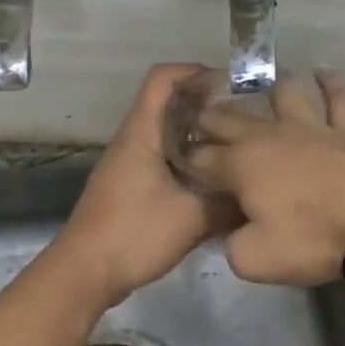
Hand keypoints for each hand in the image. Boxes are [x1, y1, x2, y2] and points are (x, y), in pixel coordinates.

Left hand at [55, 64, 222, 306]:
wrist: (85, 273)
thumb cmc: (134, 235)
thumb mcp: (192, 218)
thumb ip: (228, 203)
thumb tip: (259, 194)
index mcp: (142, 134)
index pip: (163, 79)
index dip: (195, 72)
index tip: (231, 85)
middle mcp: (134, 141)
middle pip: (170, 106)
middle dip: (207, 107)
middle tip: (246, 121)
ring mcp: (130, 165)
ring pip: (169, 136)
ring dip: (201, 138)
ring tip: (237, 150)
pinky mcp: (132, 188)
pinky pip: (165, 161)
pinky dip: (190, 163)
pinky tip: (216, 183)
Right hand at [185, 71, 344, 285]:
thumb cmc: (311, 240)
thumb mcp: (254, 260)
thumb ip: (231, 243)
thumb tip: (232, 231)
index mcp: (240, 165)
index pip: (201, 158)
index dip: (186, 160)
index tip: (178, 163)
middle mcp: (268, 136)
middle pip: (229, 118)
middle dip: (208, 117)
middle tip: (197, 117)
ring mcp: (309, 127)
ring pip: (283, 94)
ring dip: (267, 87)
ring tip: (258, 84)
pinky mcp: (344, 130)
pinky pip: (337, 100)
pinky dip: (330, 84)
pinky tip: (323, 73)